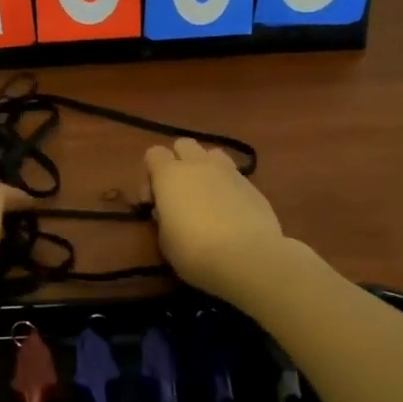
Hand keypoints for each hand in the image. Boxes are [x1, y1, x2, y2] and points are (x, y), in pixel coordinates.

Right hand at [143, 138, 285, 301]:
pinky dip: (227, 186)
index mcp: (170, 175)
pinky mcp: (253, 185)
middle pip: (184, 144)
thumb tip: (168, 210)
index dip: (150, 174)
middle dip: (178, 162)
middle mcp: (198, 164)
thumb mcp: (164, 240)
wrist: (247, 257)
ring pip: (212, 154)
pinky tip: (230, 211)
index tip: (153, 201)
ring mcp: (229, 171)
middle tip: (178, 193)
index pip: (154, 153)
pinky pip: (233, 175)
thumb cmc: (194, 251)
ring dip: (205, 168)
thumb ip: (163, 217)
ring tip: (206, 195)